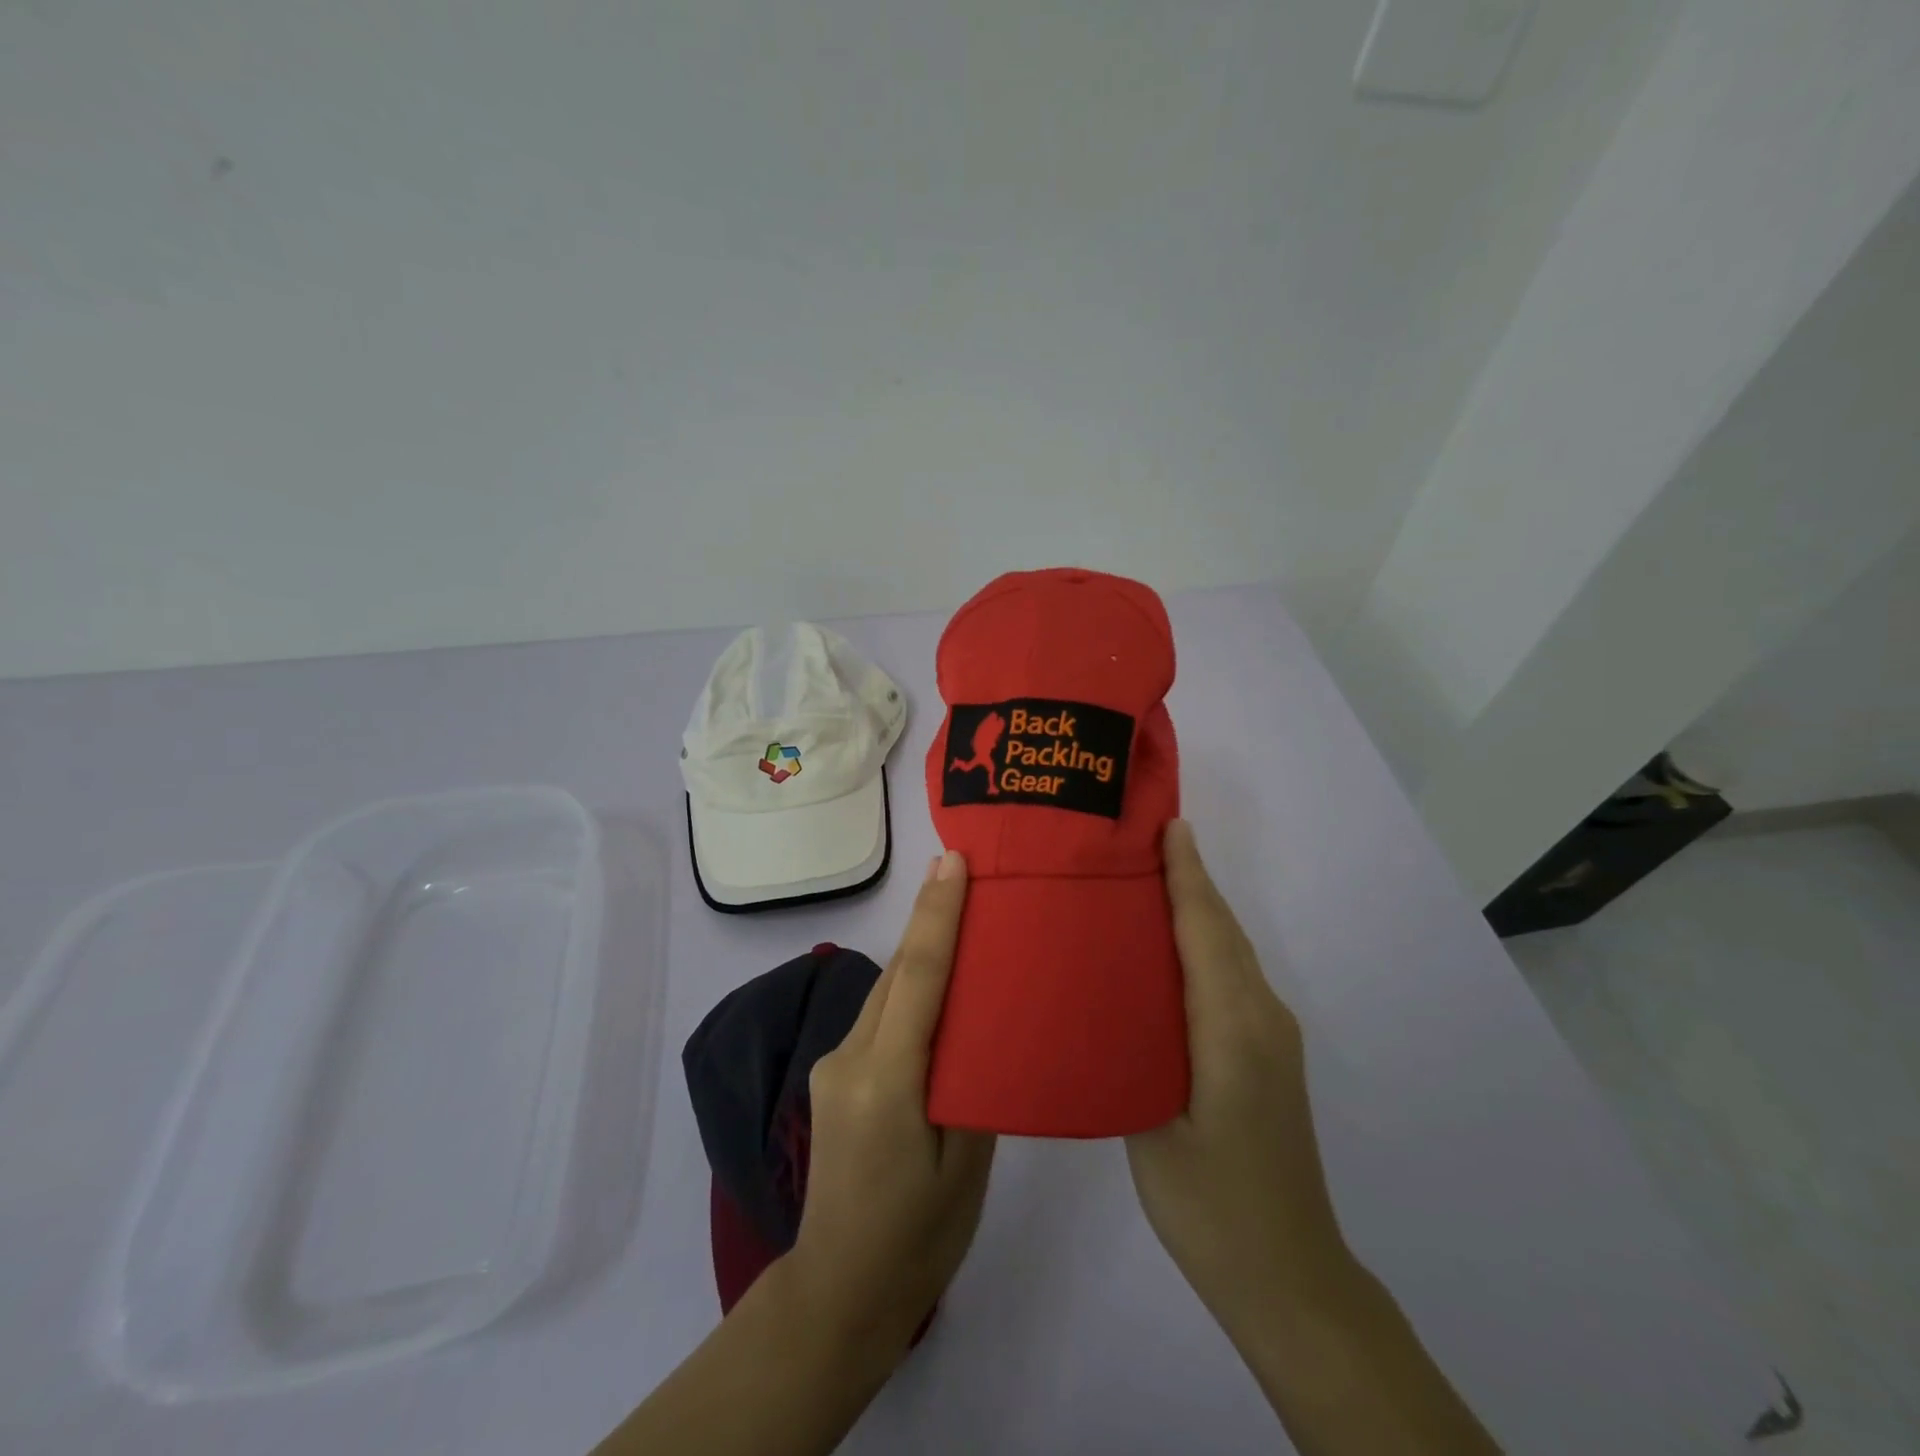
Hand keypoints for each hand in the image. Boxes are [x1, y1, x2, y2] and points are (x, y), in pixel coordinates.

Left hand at [786, 850, 996, 1356]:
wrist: (839, 1291)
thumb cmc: (918, 1238)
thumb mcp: (968, 1166)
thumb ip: (975, 1084)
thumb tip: (984, 1025)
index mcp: (887, 1082)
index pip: (918, 977)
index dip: (936, 914)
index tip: (952, 862)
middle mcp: (850, 1059)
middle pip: (898, 972)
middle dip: (928, 917)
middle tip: (963, 868)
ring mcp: (834, 1065)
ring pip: (885, 991)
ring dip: (920, 952)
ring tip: (959, 915)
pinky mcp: (833, 1075)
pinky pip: (879, 1016)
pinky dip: (909, 990)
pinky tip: (937, 987)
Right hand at [1127, 821, 1346, 1327]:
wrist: (1288, 1275)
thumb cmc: (1210, 1203)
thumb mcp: (1152, 1125)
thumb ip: (1132, 1049)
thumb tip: (1102, 990)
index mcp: (1233, 1027)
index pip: (1207, 930)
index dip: (1187, 875)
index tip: (1165, 826)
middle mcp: (1262, 1017)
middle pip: (1222, 931)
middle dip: (1188, 879)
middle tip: (1138, 840)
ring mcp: (1271, 1035)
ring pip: (1229, 952)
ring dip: (1195, 909)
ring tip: (1143, 879)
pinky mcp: (1266, 1053)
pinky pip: (1230, 977)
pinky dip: (1202, 944)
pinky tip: (1165, 948)